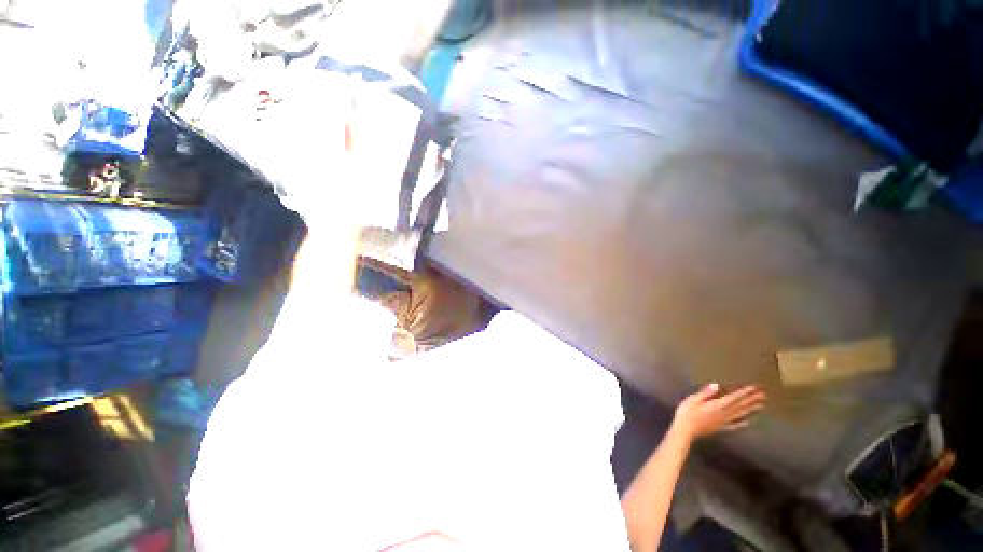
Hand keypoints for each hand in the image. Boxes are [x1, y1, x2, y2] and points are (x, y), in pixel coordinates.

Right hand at [672, 384, 765, 440]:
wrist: (685, 429)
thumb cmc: (687, 412)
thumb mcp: (693, 399)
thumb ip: (705, 393)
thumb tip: (716, 385)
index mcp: (717, 405)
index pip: (733, 398)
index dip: (744, 392)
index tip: (755, 387)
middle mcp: (724, 414)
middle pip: (739, 406)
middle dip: (751, 399)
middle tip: (763, 394)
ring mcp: (724, 422)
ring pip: (740, 415)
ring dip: (750, 409)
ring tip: (760, 405)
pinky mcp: (721, 428)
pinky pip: (734, 425)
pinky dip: (742, 423)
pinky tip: (748, 422)